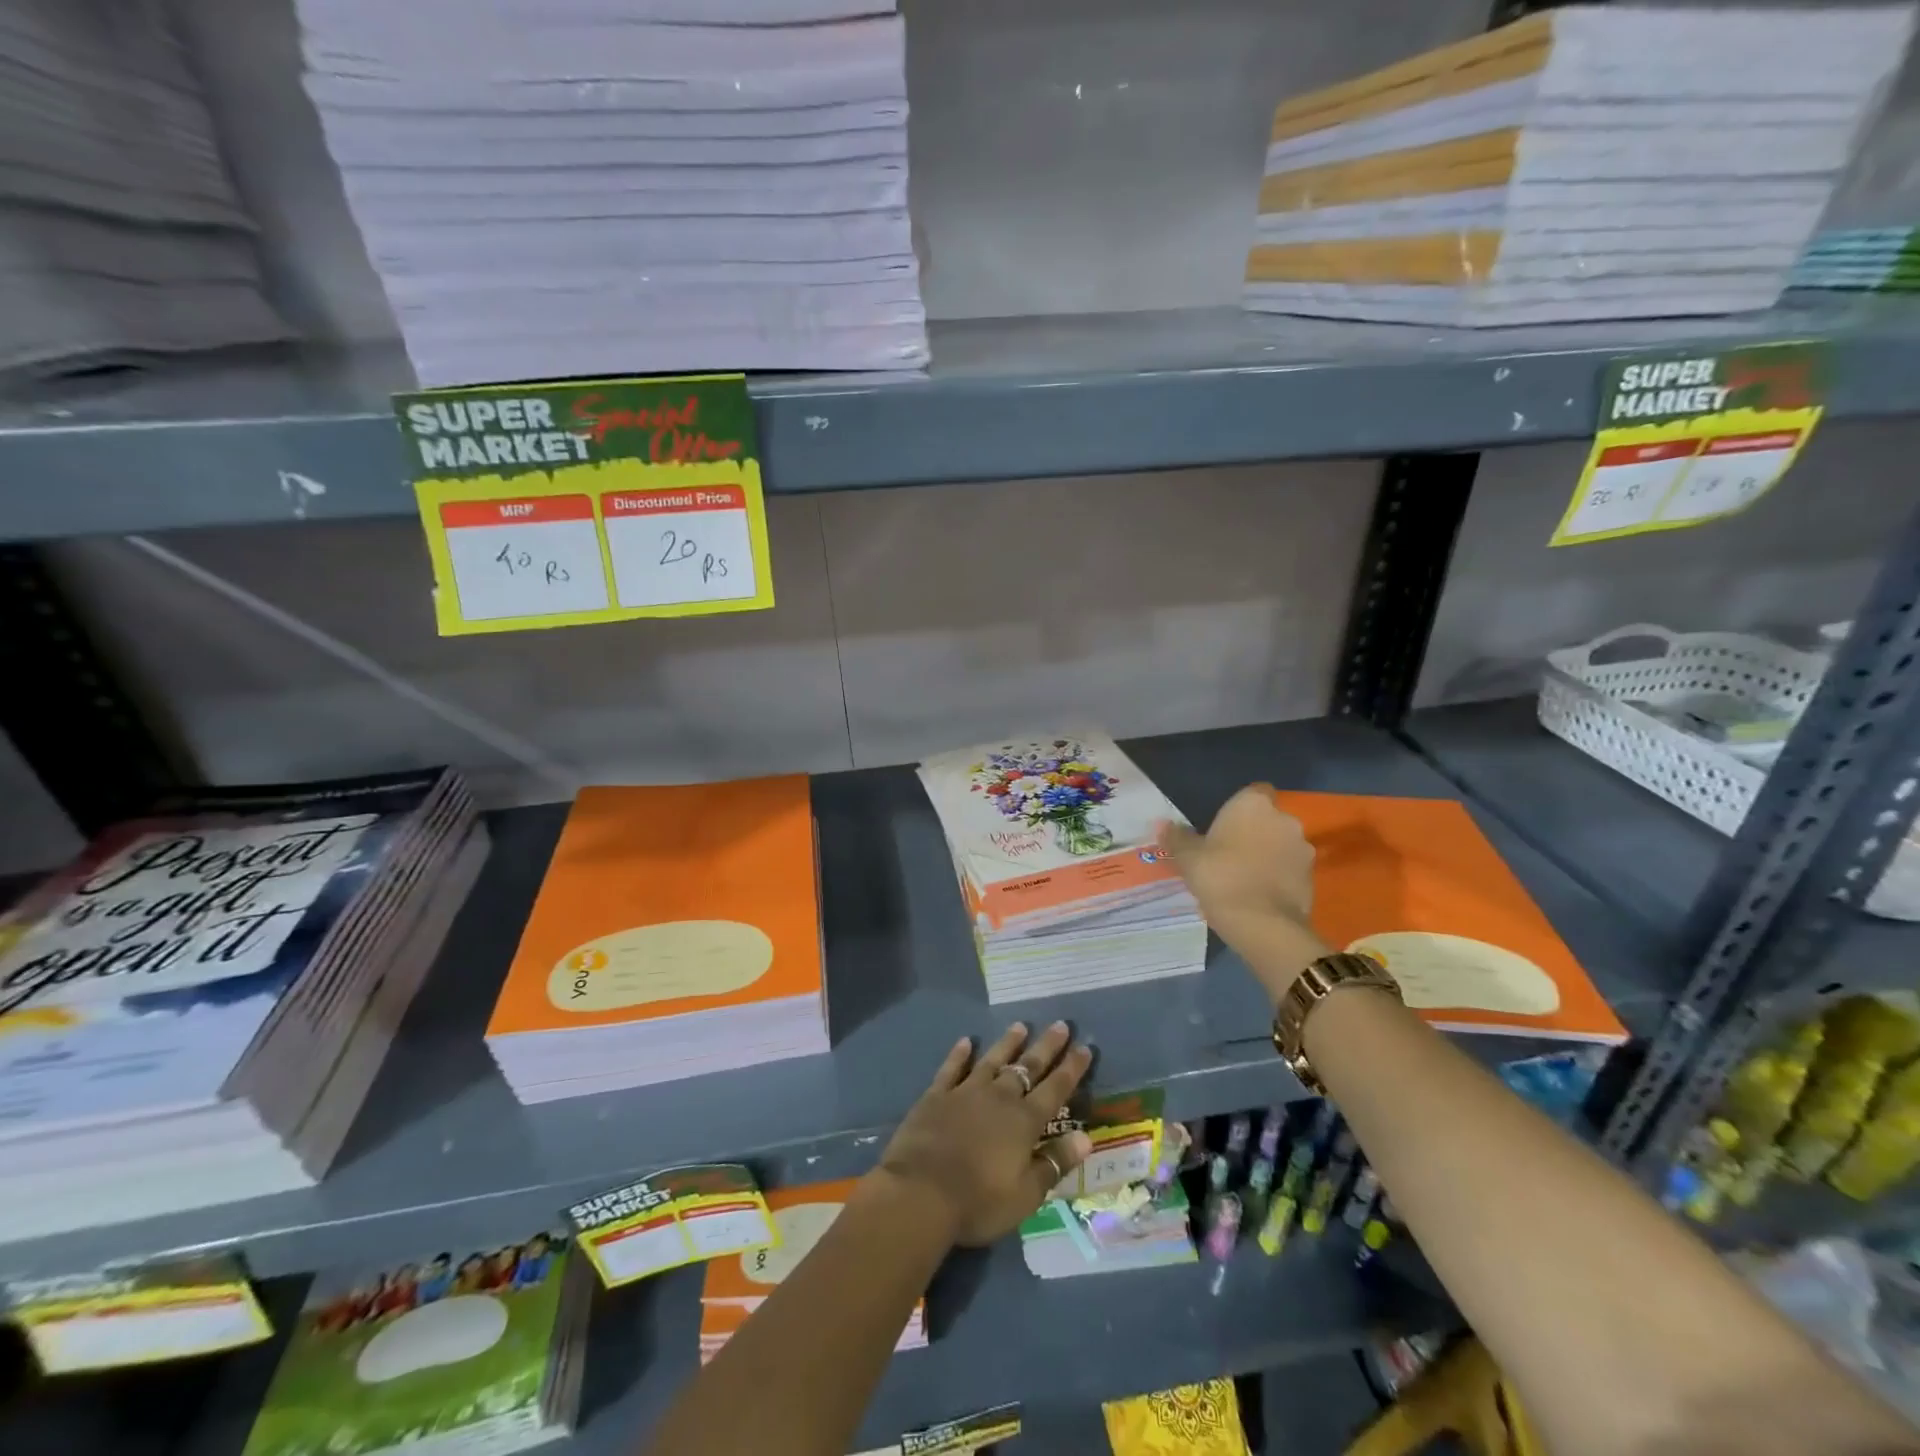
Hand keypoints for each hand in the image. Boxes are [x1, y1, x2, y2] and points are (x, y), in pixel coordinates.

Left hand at [873, 1022, 1093, 1246]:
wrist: (921, 1192)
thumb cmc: (978, 1201)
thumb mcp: (1026, 1194)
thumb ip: (1054, 1163)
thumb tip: (1085, 1138)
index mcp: (1024, 1122)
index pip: (1055, 1089)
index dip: (1071, 1069)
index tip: (1085, 1047)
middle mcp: (999, 1098)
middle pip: (1027, 1067)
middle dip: (1046, 1047)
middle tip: (1060, 1025)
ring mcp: (965, 1092)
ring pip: (992, 1060)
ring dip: (1007, 1043)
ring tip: (1020, 1025)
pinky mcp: (936, 1096)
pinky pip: (951, 1068)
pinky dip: (960, 1054)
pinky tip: (966, 1041)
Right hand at [1157, 785, 1331, 1002]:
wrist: (1262, 923)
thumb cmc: (1220, 877)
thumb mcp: (1188, 858)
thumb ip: (1176, 838)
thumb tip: (1162, 824)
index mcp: (1253, 805)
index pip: (1254, 791)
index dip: (1241, 807)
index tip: (1224, 825)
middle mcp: (1284, 819)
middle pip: (1268, 819)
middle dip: (1254, 832)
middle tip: (1229, 853)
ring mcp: (1303, 848)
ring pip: (1281, 844)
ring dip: (1268, 854)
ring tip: (1244, 877)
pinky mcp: (1312, 877)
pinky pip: (1290, 869)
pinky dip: (1278, 876)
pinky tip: (1259, 895)